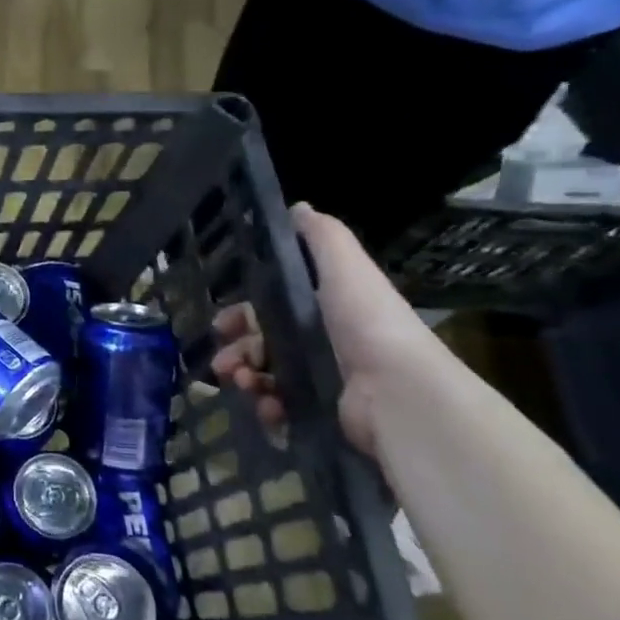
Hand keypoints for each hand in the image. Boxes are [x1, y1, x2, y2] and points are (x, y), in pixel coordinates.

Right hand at [211, 203, 435, 456]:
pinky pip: (280, 408)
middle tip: (224, 362)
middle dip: (236, 351)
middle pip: (262, 344)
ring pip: (265, 376)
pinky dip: (267, 407)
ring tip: (244, 383)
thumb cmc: (366, 324)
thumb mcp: (346, 268)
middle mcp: (321, 342)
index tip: (222, 324)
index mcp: (324, 309)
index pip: (270, 309)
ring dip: (245, 378)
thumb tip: (298, 207)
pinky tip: (267, 406)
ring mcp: (321, 380)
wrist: (397, 392)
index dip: (242, 314)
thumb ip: (322, 238)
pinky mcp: (321, 412)